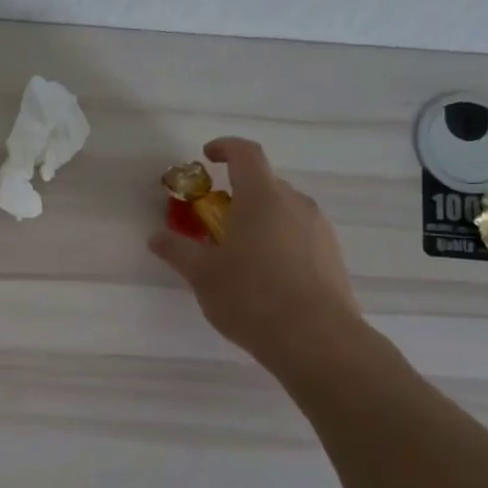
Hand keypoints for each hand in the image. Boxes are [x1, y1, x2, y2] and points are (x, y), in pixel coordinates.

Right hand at [149, 137, 368, 379]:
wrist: (316, 339)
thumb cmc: (251, 297)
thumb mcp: (202, 275)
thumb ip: (177, 251)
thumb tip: (156, 237)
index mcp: (261, 198)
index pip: (245, 154)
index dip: (225, 148)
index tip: (207, 156)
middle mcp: (295, 204)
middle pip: (264, 184)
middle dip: (237, 194)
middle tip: (213, 222)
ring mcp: (318, 229)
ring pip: (283, 210)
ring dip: (259, 219)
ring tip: (238, 254)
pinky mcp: (331, 256)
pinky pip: (299, 234)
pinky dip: (278, 241)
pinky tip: (265, 276)